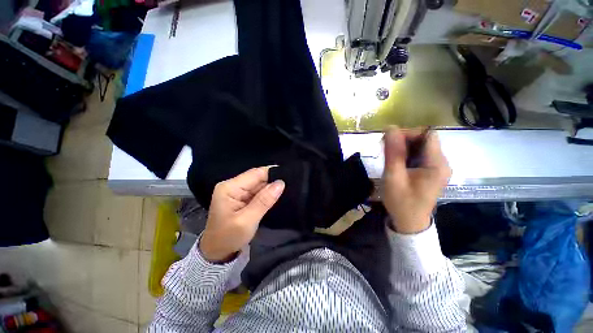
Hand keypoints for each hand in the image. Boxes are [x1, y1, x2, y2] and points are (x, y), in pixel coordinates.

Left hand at [199, 167, 284, 262]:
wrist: (217, 252)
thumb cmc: (229, 238)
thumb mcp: (247, 221)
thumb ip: (264, 201)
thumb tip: (280, 183)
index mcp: (229, 188)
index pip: (255, 173)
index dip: (272, 173)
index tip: (289, 177)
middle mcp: (232, 185)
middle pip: (257, 177)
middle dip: (273, 181)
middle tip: (290, 186)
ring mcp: (237, 191)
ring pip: (259, 184)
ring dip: (271, 188)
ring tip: (286, 190)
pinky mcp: (241, 197)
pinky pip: (257, 191)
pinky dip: (266, 193)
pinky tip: (276, 196)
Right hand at [382, 127, 450, 233]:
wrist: (409, 222)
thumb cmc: (401, 202)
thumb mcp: (393, 177)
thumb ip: (393, 152)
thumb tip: (390, 128)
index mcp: (437, 164)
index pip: (427, 135)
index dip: (408, 133)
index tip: (389, 141)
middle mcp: (441, 163)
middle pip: (424, 140)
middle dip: (403, 140)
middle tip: (385, 148)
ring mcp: (436, 168)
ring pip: (420, 147)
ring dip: (403, 147)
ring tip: (388, 155)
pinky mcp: (430, 172)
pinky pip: (419, 155)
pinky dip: (406, 154)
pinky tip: (395, 161)